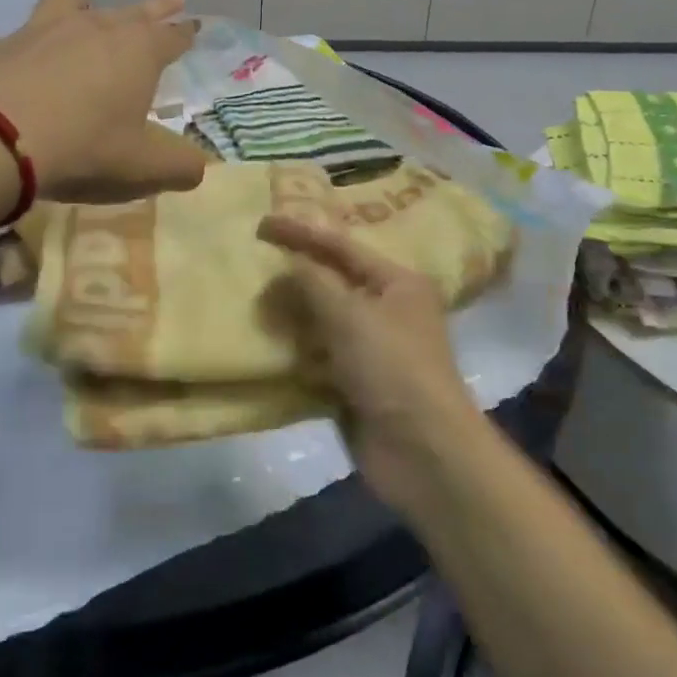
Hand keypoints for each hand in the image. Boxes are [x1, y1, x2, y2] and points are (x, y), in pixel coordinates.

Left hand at [0, 0, 206, 202]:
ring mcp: (40, 31)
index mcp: (137, 53)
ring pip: (63, 1)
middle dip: (155, 7)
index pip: (171, 37)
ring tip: (79, 3)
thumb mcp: (144, 168)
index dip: (185, 34)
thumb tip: (198, 169)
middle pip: (131, 11)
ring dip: (74, 2)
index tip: (194, 27)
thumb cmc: (85, 150)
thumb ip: (179, 167)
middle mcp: (93, 29)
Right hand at [258, 214, 483, 513]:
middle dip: (296, 274)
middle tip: (254, 263)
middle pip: (333, 282)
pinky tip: (267, 346)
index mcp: (397, 283)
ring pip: (324, 321)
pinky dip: (296, 352)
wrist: (423, 451)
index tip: (262, 224)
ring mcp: (372, 349)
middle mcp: (388, 310)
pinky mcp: (356, 383)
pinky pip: (319, 357)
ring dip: (292, 314)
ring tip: (253, 302)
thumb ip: (314, 283)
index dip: (302, 233)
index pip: (342, 247)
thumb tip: (288, 264)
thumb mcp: (351, 315)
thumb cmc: (391, 367)